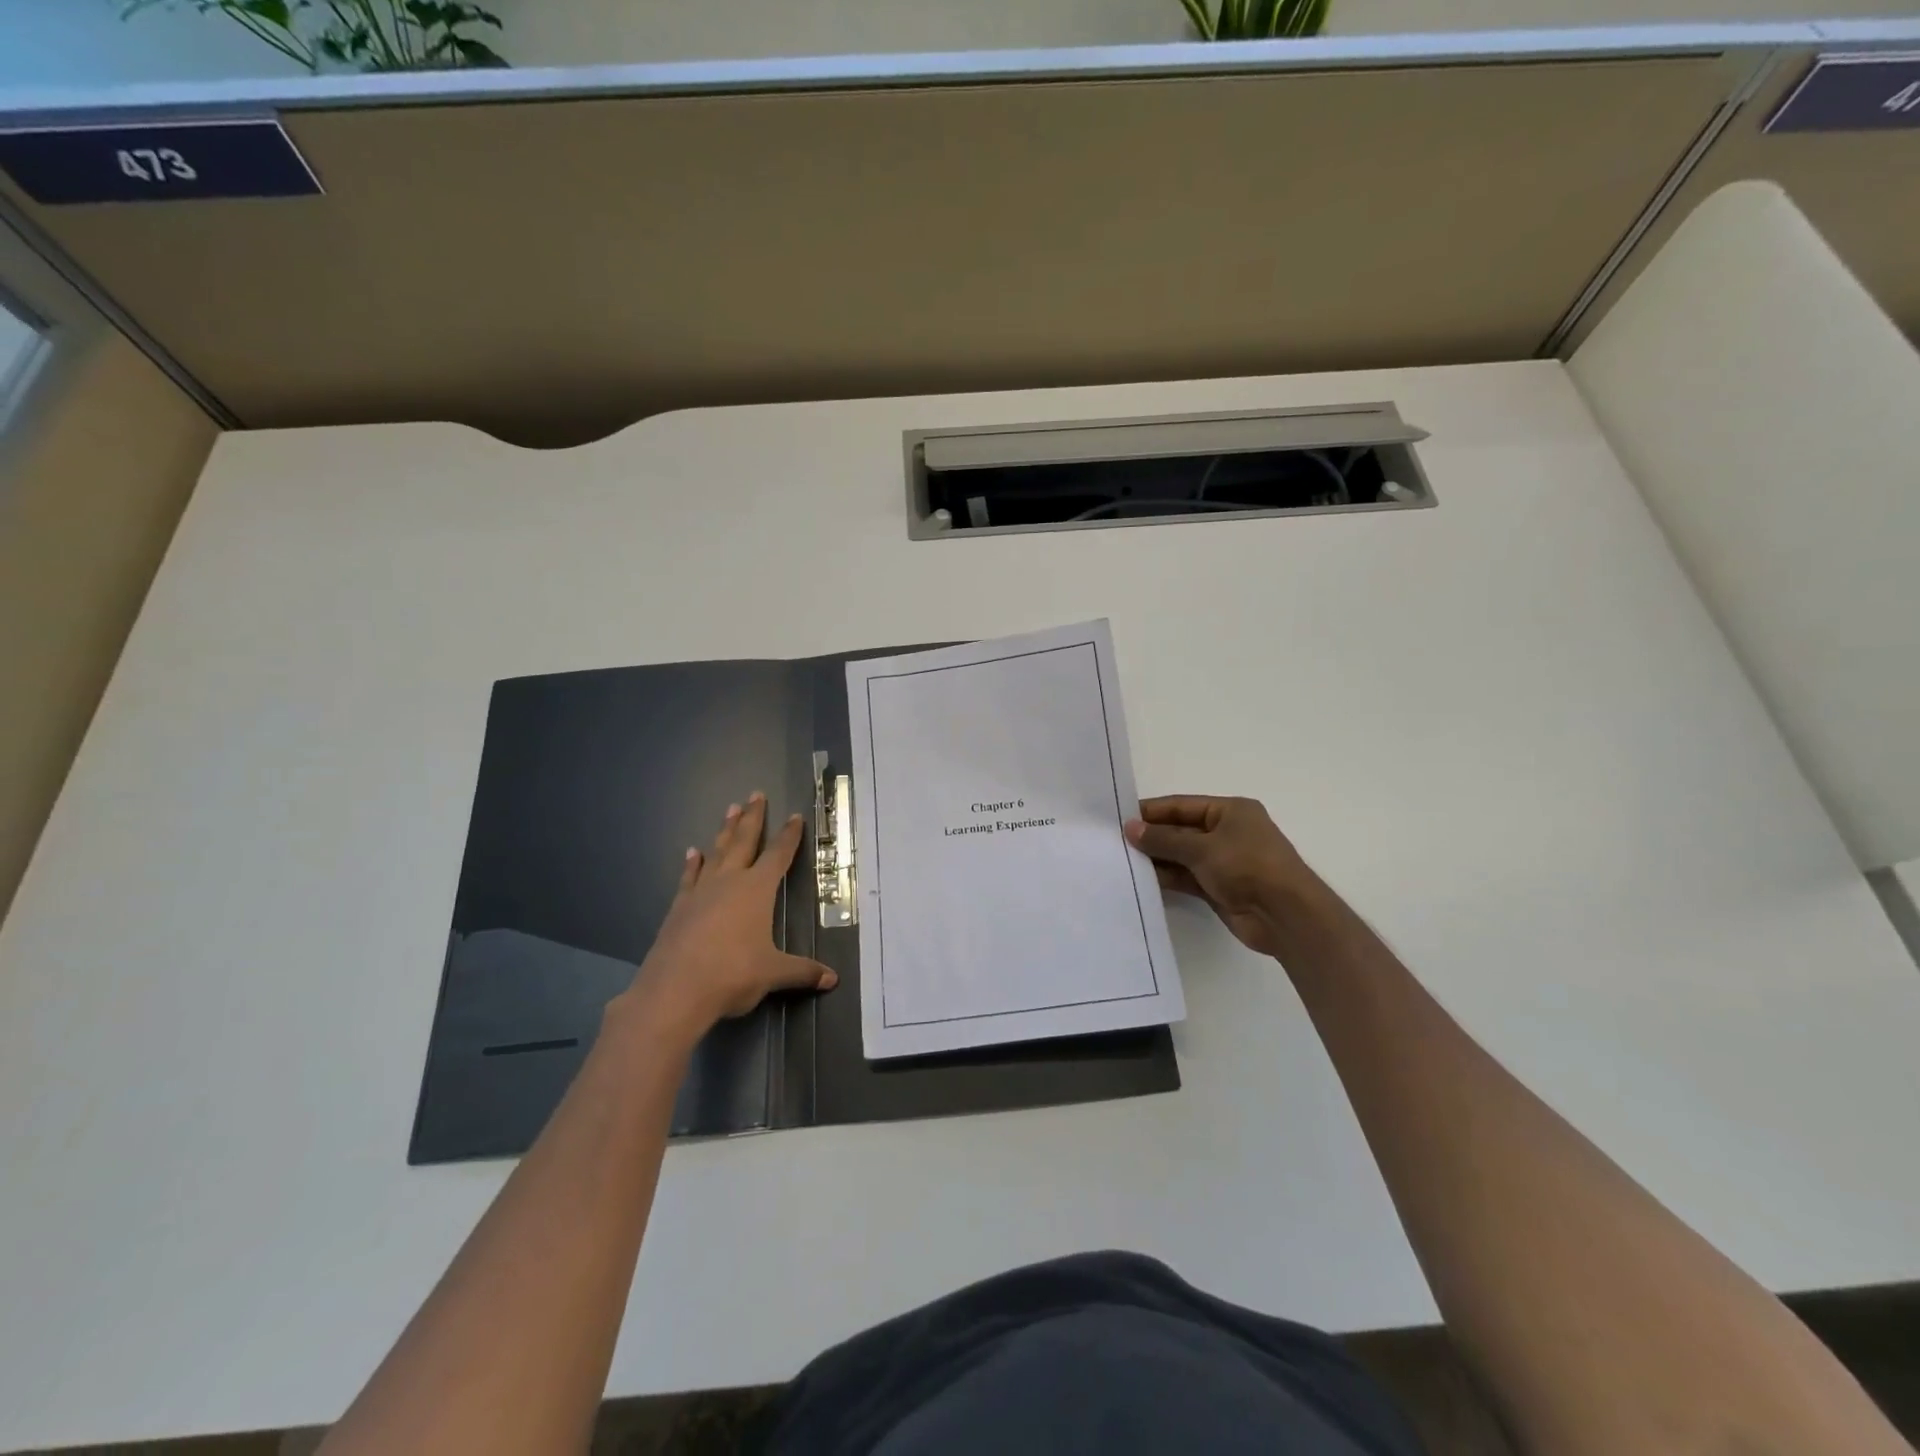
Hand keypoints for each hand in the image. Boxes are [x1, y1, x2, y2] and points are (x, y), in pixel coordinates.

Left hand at [624, 793, 837, 1047]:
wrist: (674, 991)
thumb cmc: (732, 975)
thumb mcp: (773, 974)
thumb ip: (802, 972)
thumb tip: (833, 979)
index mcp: (757, 890)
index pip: (778, 855)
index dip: (788, 836)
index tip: (795, 816)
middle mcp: (729, 882)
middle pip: (744, 842)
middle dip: (753, 818)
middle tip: (756, 794)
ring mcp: (700, 893)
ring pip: (716, 852)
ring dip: (725, 831)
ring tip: (730, 809)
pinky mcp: (679, 908)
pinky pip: (689, 877)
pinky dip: (693, 864)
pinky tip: (692, 853)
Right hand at [1125, 795, 1324, 958]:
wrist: (1285, 915)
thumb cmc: (1248, 866)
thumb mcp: (1202, 847)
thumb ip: (1163, 839)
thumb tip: (1130, 829)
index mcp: (1230, 811)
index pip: (1182, 806)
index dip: (1152, 812)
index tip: (1119, 818)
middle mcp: (1228, 832)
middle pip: (1181, 830)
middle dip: (1152, 837)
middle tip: (1115, 842)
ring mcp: (1224, 862)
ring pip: (1182, 856)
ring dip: (1157, 859)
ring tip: (1122, 861)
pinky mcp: (1220, 888)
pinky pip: (1187, 878)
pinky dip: (1168, 878)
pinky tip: (1142, 880)